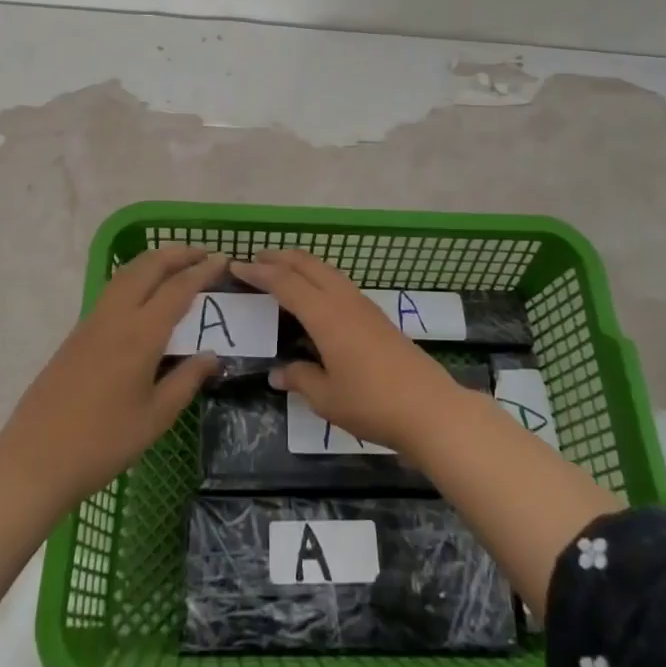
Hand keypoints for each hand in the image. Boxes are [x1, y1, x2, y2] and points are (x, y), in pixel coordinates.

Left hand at [0, 246, 225, 502]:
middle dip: (177, 253)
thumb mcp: (155, 418)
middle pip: (148, 267)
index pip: (177, 289)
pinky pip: (112, 290)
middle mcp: (115, 318)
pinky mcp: (76, 333)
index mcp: (140, 336)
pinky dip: (134, 276)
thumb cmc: (103, 444)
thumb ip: (186, 380)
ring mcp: (91, 323)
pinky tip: (144, 291)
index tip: (223, 259)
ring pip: (125, 274)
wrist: (35, 460)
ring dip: (153, 261)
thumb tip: (211, 355)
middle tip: (202, 252)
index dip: (202, 271)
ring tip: (177, 262)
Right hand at [232, 249, 462, 458]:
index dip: (259, 273)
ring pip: (328, 271)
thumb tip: (278, 373)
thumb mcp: (326, 398)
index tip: (236, 266)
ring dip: (302, 264)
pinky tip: (317, 292)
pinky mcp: (378, 317)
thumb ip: (300, 378)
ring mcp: (364, 306)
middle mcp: (344, 301)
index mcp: (325, 315)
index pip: (285, 283)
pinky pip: (340, 283)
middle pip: (308, 266)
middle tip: (256, 258)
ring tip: (283, 268)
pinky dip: (320, 277)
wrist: (429, 408)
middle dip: (281, 258)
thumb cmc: (371, 403)